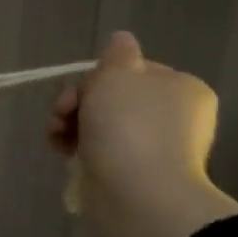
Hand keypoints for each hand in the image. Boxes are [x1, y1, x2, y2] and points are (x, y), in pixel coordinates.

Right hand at [49, 31, 237, 236]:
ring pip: (102, 125)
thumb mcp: (117, 75)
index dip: (98, 77)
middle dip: (78, 103)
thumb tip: (122, 40)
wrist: (138, 196)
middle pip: (113, 97)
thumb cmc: (128, 127)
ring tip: (55, 138)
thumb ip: (117, 54)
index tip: (79, 91)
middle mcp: (175, 117)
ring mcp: (156, 149)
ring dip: (71, 125)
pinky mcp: (136, 175)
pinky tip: (63, 154)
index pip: (132, 71)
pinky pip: (102, 152)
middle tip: (61, 114)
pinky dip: (79, 150)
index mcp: (181, 88)